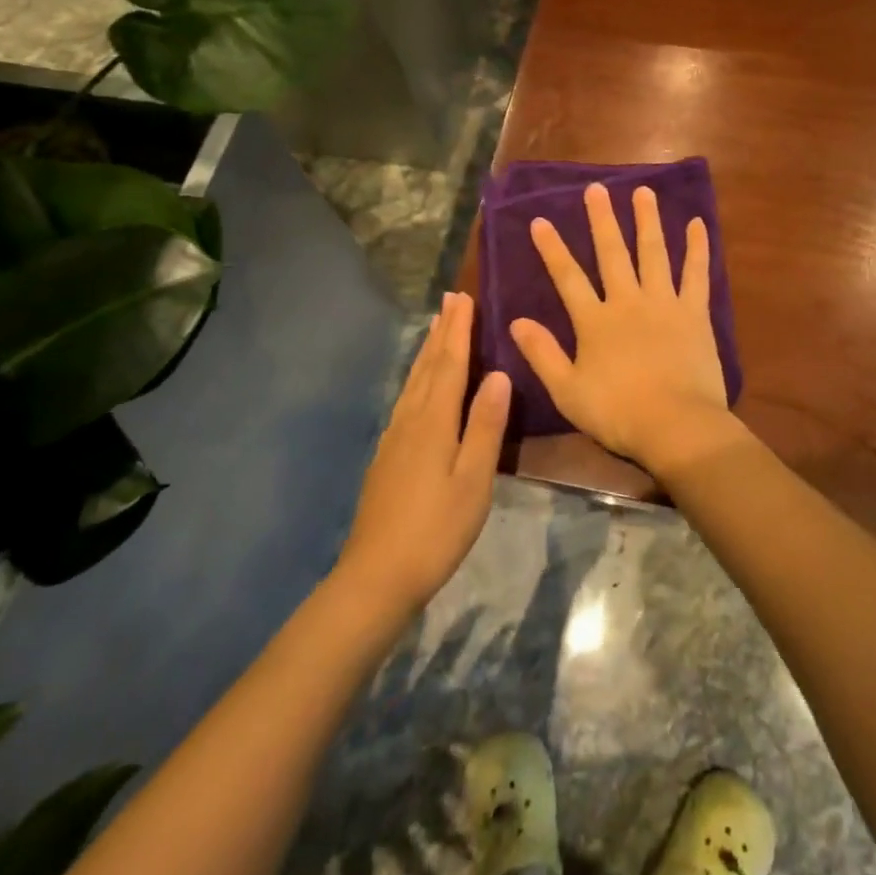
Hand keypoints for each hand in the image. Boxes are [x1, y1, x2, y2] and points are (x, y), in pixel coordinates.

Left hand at [337, 292, 509, 613]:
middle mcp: (410, 420)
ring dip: (427, 351)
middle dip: (442, 332)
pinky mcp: (387, 456)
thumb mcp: (473, 480)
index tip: (463, 298)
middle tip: (450, 299)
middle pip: (428, 366)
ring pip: (414, 381)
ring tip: (435, 329)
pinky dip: (418, 378)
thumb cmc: (436, 529)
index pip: (450, 364)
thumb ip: (486, 426)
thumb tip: (499, 375)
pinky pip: (406, 399)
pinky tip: (419, 386)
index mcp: (434, 422)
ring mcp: (394, 438)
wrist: (376, 576)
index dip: (459, 330)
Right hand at [510, 183, 743, 476]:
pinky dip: (698, 248)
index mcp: (595, 322)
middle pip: (612, 253)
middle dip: (602, 220)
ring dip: (648, 220)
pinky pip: (697, 274)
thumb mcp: (567, 390)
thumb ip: (542, 354)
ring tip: (643, 191)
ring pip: (654, 253)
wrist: (676, 425)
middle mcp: (628, 301)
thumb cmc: (618, 413)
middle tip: (596, 189)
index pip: (568, 277)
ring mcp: (664, 303)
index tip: (540, 220)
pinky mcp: (695, 313)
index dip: (552, 248)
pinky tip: (698, 224)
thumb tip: (515, 321)